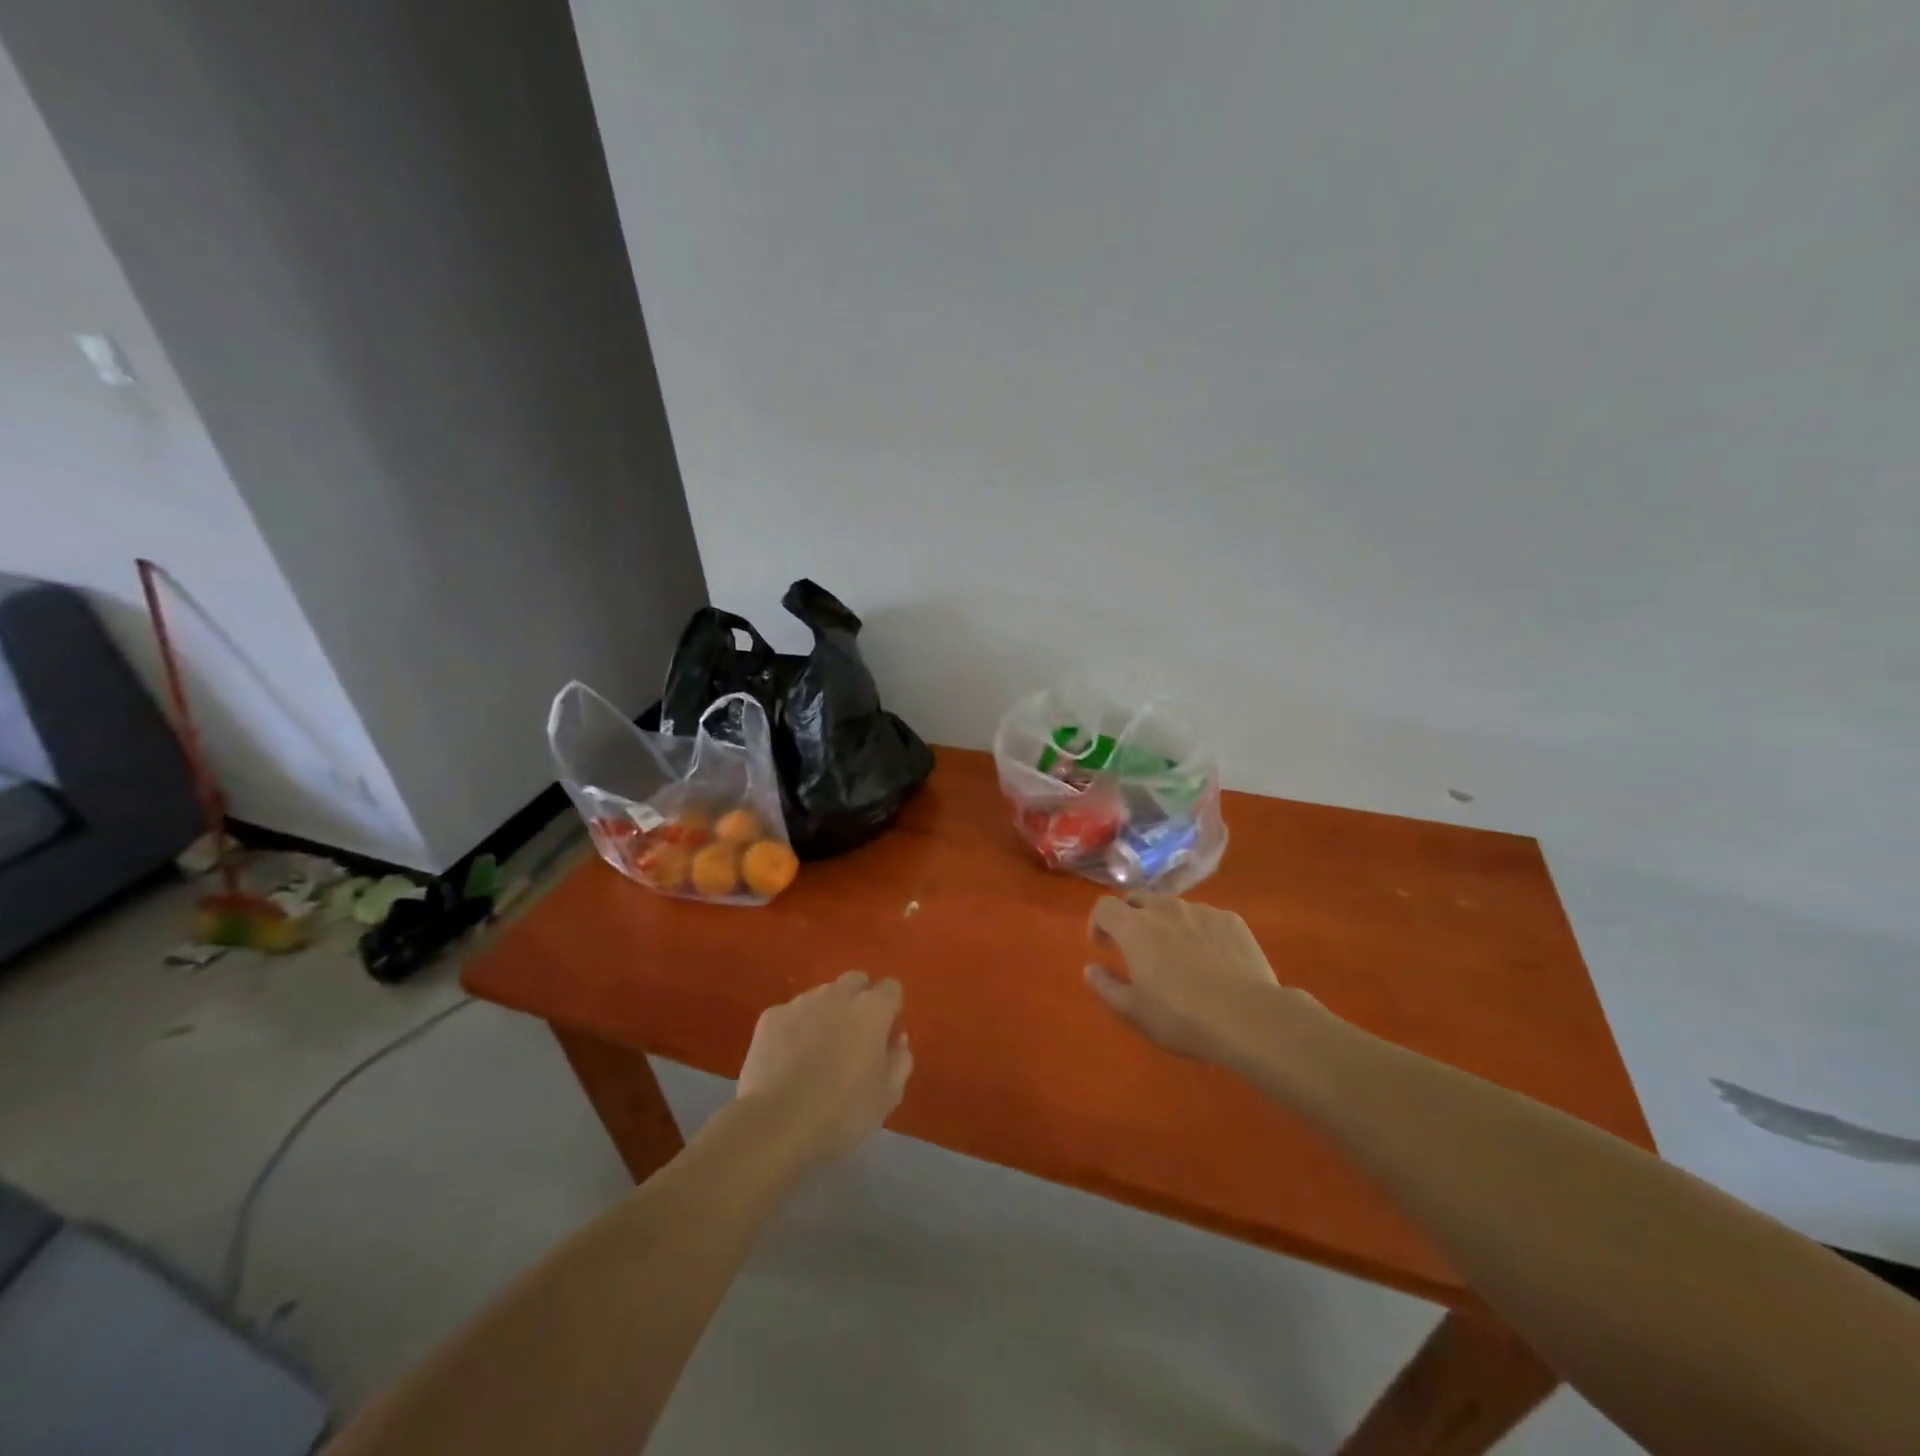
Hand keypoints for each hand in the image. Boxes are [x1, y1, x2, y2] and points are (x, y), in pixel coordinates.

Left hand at [735, 971, 912, 1167]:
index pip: (892, 989)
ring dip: (827, 1012)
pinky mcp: (770, 1017)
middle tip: (854, 1039)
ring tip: (818, 1051)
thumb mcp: (887, 1096)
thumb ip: (900, 1061)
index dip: (891, 1010)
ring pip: (822, 995)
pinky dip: (795, 1028)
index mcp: (873, 1009)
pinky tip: (789, 1059)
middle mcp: (838, 994)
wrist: (776, 1125)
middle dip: (859, 1001)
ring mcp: (801, 1002)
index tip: (885, 1037)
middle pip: (856, 982)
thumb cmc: (842, 1112)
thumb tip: (897, 1040)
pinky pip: (791, 1013)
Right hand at [1086, 893, 1313, 1068]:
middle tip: (1137, 947)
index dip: (1098, 922)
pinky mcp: (1231, 920)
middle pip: (1138, 898)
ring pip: (1174, 907)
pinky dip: (1198, 931)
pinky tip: (1212, 959)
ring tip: (1178, 955)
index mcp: (1135, 927)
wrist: (1249, 1017)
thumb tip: (1091, 969)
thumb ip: (1106, 986)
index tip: (1104, 946)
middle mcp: (1165, 909)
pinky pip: (1205, 918)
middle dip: (1130, 917)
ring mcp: (1202, 911)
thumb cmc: (1182, 1017)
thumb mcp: (1134, 1011)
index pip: (1104, 906)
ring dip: (1166, 923)